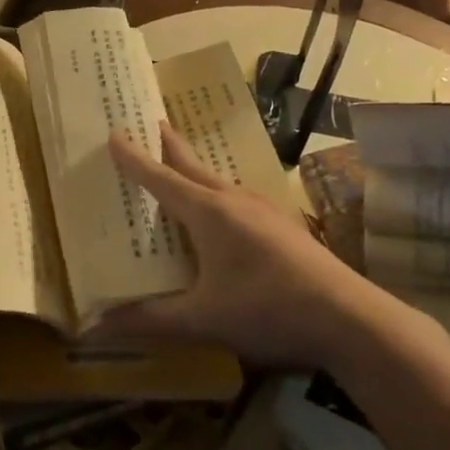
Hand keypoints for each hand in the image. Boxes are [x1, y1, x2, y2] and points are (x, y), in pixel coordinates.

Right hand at [104, 122, 366, 367]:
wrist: (350, 318)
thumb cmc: (268, 309)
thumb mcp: (203, 319)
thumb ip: (152, 319)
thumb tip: (99, 326)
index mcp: (209, 213)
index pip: (161, 178)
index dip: (134, 158)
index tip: (114, 132)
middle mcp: (235, 201)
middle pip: (193, 166)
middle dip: (170, 146)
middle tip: (152, 123)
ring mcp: (264, 211)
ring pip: (219, 182)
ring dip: (195, 171)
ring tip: (180, 169)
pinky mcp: (284, 227)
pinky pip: (239, 200)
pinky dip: (218, 196)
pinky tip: (224, 214)